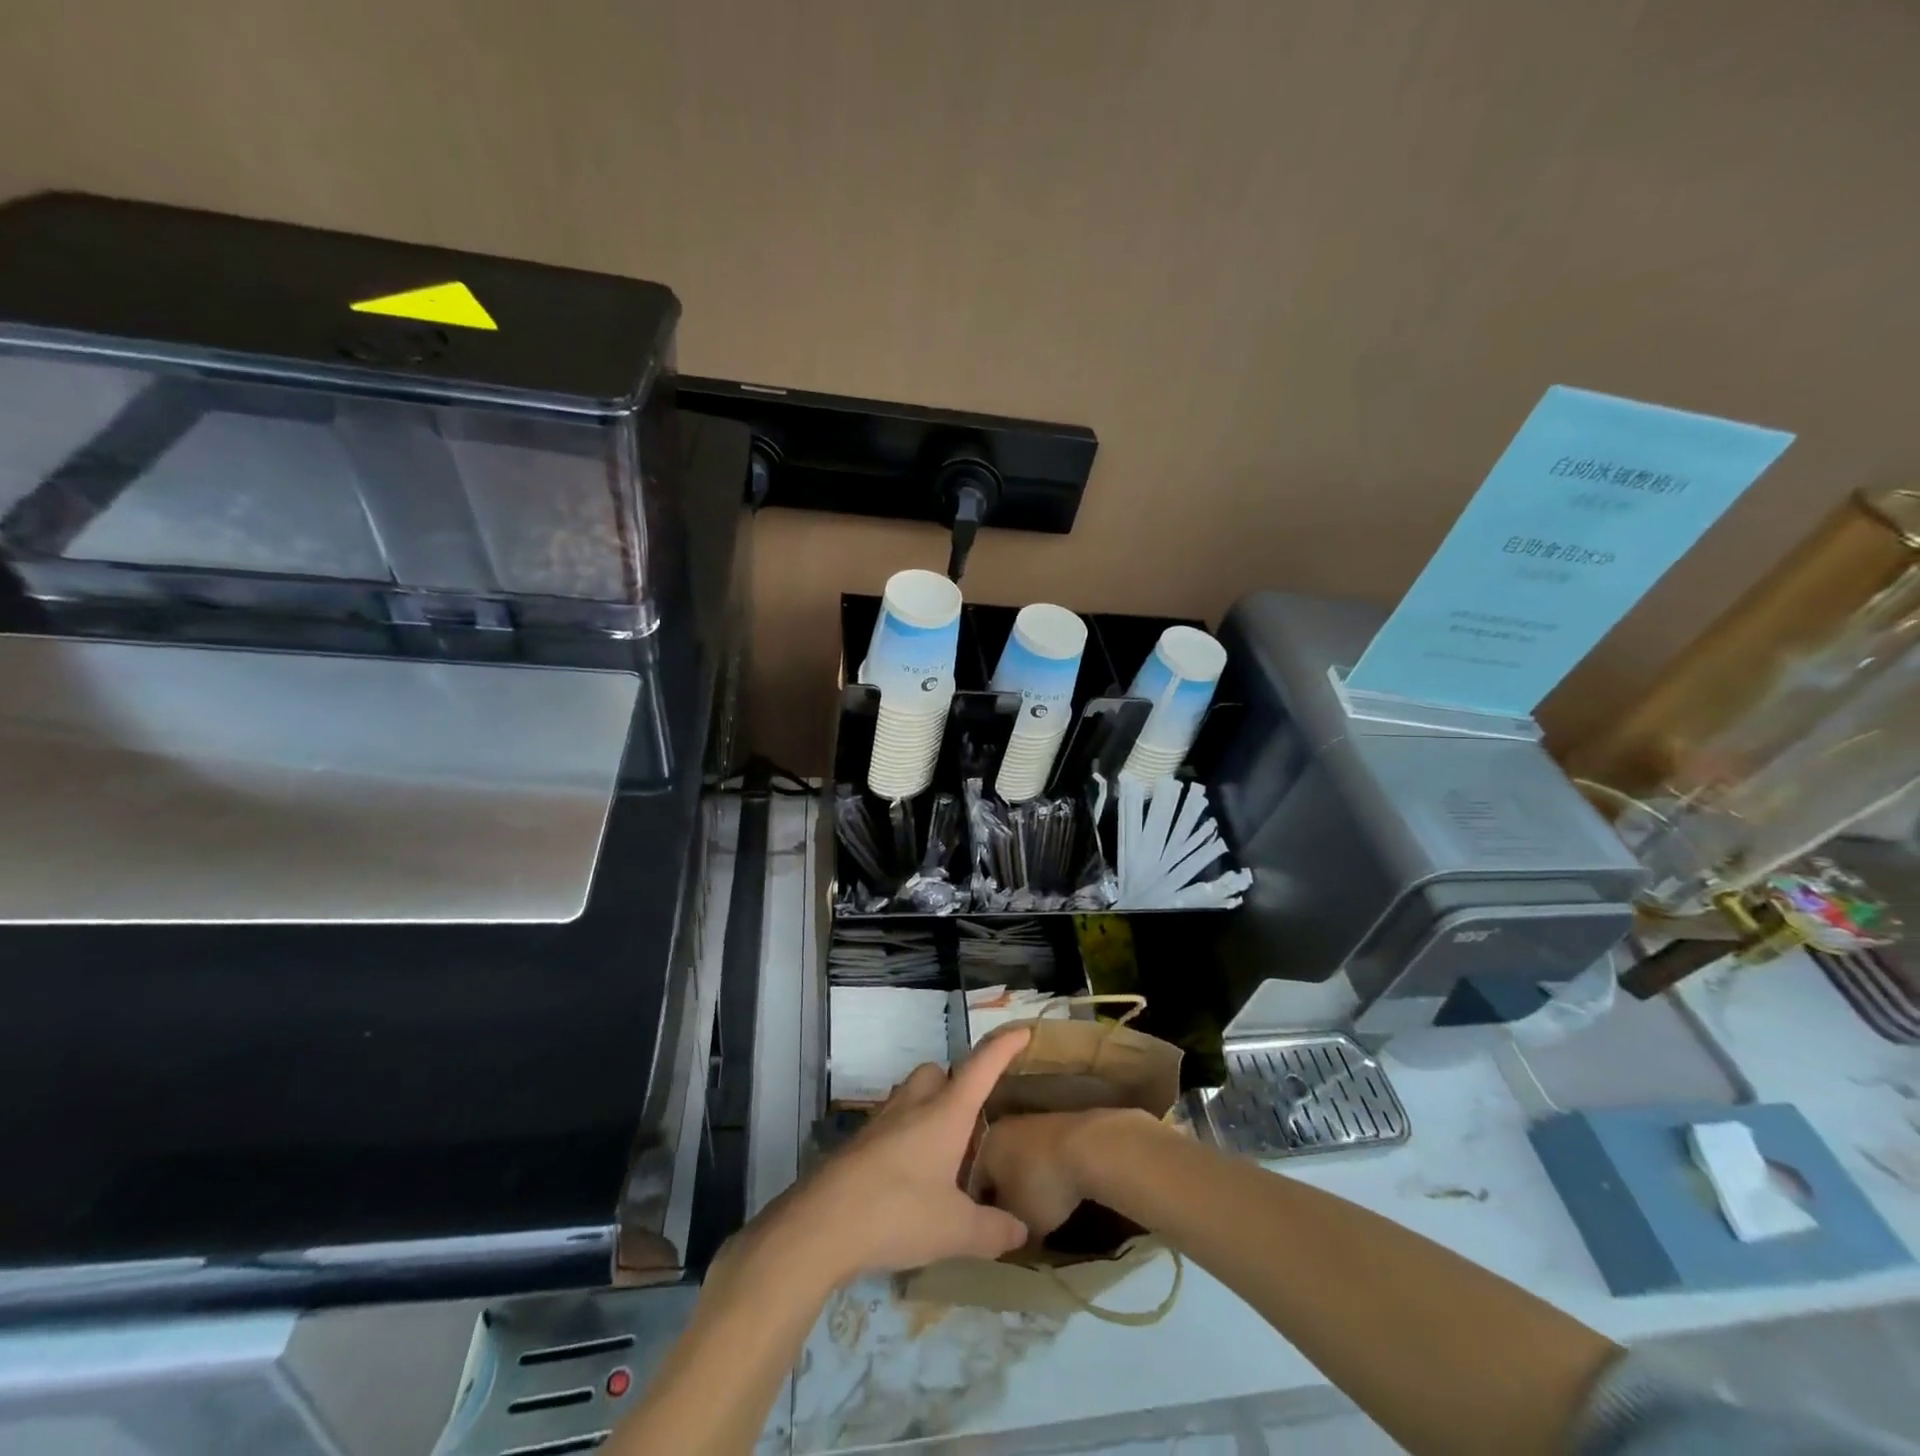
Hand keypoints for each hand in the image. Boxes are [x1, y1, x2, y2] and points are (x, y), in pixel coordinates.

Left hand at [767, 1029, 1033, 1283]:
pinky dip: (905, 1135)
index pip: (981, 1067)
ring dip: (928, 1107)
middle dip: (956, 1082)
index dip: (1003, 1047)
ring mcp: (881, 1121)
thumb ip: (991, 1229)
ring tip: (943, 1150)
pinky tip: (910, 1175)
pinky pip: (891, 1123)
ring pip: (910, 1094)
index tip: (1022, 1031)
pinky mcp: (858, 1143)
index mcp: (945, 1114)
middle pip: (937, 1072)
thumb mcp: (955, 1230)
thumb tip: (1021, 1231)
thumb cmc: (897, 1213)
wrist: (821, 1224)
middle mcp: (913, 1106)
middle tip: (972, 1118)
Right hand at [973, 1108, 1154, 1239]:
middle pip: (994, 1168)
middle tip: (1012, 1222)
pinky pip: (1039, 1153)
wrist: (1087, 1146)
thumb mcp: (1019, 1224)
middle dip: (1001, 1193)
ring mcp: (1028, 1121)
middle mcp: (999, 1128)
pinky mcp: (1054, 1122)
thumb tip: (1007, 1240)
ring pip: (1017, 1158)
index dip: (978, 1213)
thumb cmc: (1041, 1185)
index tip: (990, 1234)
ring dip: (1024, 1181)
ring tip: (1036, 1207)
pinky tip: (1056, 1188)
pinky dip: (1043, 1171)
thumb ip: (1006, 1234)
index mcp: (981, 1147)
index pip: (971, 1185)